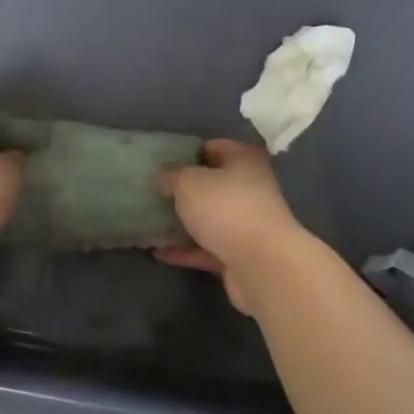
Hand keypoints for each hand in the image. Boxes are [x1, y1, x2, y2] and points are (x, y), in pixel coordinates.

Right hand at [155, 139, 307, 314]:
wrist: (262, 266)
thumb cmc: (226, 208)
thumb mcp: (189, 182)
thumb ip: (172, 175)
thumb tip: (163, 175)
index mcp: (244, 161)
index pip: (215, 147)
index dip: (189, 152)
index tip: (163, 162)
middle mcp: (250, 189)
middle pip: (212, 185)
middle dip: (184, 190)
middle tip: (154, 192)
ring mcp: (246, 225)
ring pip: (209, 218)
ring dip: (184, 222)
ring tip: (151, 222)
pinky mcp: (240, 256)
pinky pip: (206, 249)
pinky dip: (186, 251)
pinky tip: (159, 252)